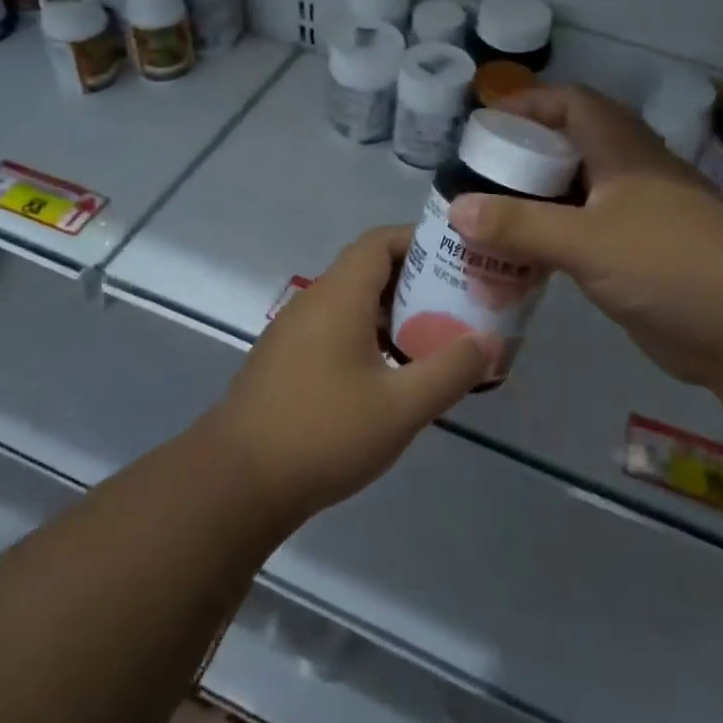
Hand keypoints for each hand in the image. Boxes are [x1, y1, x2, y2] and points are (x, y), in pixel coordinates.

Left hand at [201, 227, 489, 519]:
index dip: (420, 241)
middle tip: (458, 304)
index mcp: (338, 296)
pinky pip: (336, 330)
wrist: (237, 482)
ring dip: (393, 313)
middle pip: (368, 270)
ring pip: (352, 303)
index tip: (458, 259)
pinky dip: (369, 336)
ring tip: (435, 339)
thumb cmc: (323, 433)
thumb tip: (485, 343)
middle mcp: (313, 302)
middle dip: (416, 281)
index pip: (380, 242)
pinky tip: (392, 374)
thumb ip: (449, 371)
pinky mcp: (286, 361)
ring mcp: (294, 332)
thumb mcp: (400, 407)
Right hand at [448, 85, 722, 389]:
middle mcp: (628, 175)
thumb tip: (456, 209)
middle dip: (520, 160)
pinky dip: (549, 242)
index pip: (571, 104)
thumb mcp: (587, 240)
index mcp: (623, 150)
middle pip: (567, 150)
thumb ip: (520, 225)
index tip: (483, 126)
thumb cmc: (670, 265)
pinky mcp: (635, 258)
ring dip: (532, 205)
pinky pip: (581, 237)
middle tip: (473, 180)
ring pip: (572, 196)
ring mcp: (635, 218)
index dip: (528, 105)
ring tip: (483, 222)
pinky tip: (519, 262)